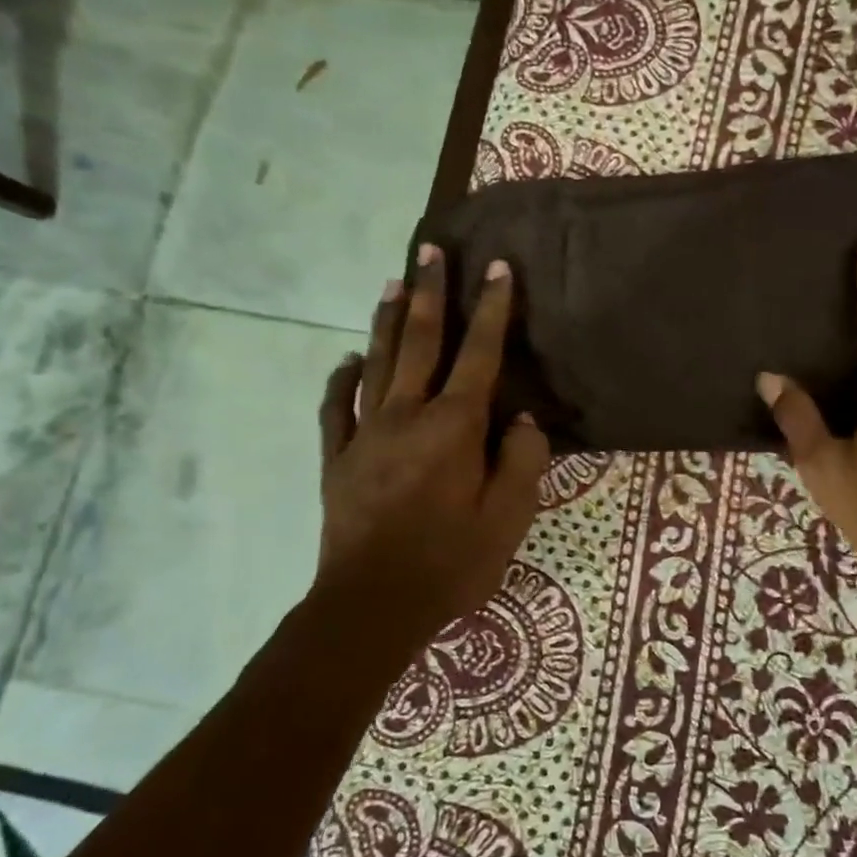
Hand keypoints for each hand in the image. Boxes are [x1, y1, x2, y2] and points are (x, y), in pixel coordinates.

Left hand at [312, 244, 548, 637]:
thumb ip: (522, 458)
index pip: (479, 354)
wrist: (373, 606)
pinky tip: (347, 359)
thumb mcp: (510, 517)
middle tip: (430, 250)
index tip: (498, 268)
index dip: (492, 309)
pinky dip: (341, 378)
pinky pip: (335, 408)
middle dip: (429, 293)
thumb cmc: (451, 561)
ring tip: (393, 282)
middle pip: (419, 342)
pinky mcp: (337, 459)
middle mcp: (407, 416)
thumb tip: (520, 417)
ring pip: (376, 363)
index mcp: (454, 427)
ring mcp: (364, 434)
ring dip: (386, 321)